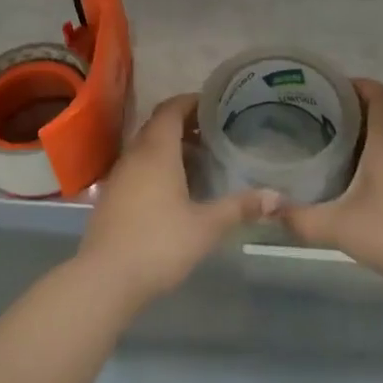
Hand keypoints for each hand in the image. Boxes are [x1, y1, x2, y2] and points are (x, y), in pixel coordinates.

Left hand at [76, 94, 281, 308]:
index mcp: (156, 151)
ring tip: (203, 160)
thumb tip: (278, 197)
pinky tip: (178, 190)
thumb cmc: (159, 244)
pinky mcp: (112, 197)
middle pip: (159, 126)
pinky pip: (138, 168)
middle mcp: (135, 155)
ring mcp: (119, 176)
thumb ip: (240, 207)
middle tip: (216, 133)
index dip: (192, 102)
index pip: (171, 109)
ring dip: (172, 147)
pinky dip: (158, 167)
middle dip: (186, 124)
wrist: (104, 280)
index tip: (217, 105)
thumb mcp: (206, 226)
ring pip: (147, 148)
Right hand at [279, 79, 382, 291]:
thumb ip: (299, 218)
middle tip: (331, 110)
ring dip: (375, 123)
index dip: (359, 84)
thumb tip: (266, 206)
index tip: (333, 88)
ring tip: (342, 135)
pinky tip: (364, 168)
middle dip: (362, 101)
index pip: (380, 95)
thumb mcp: (338, 227)